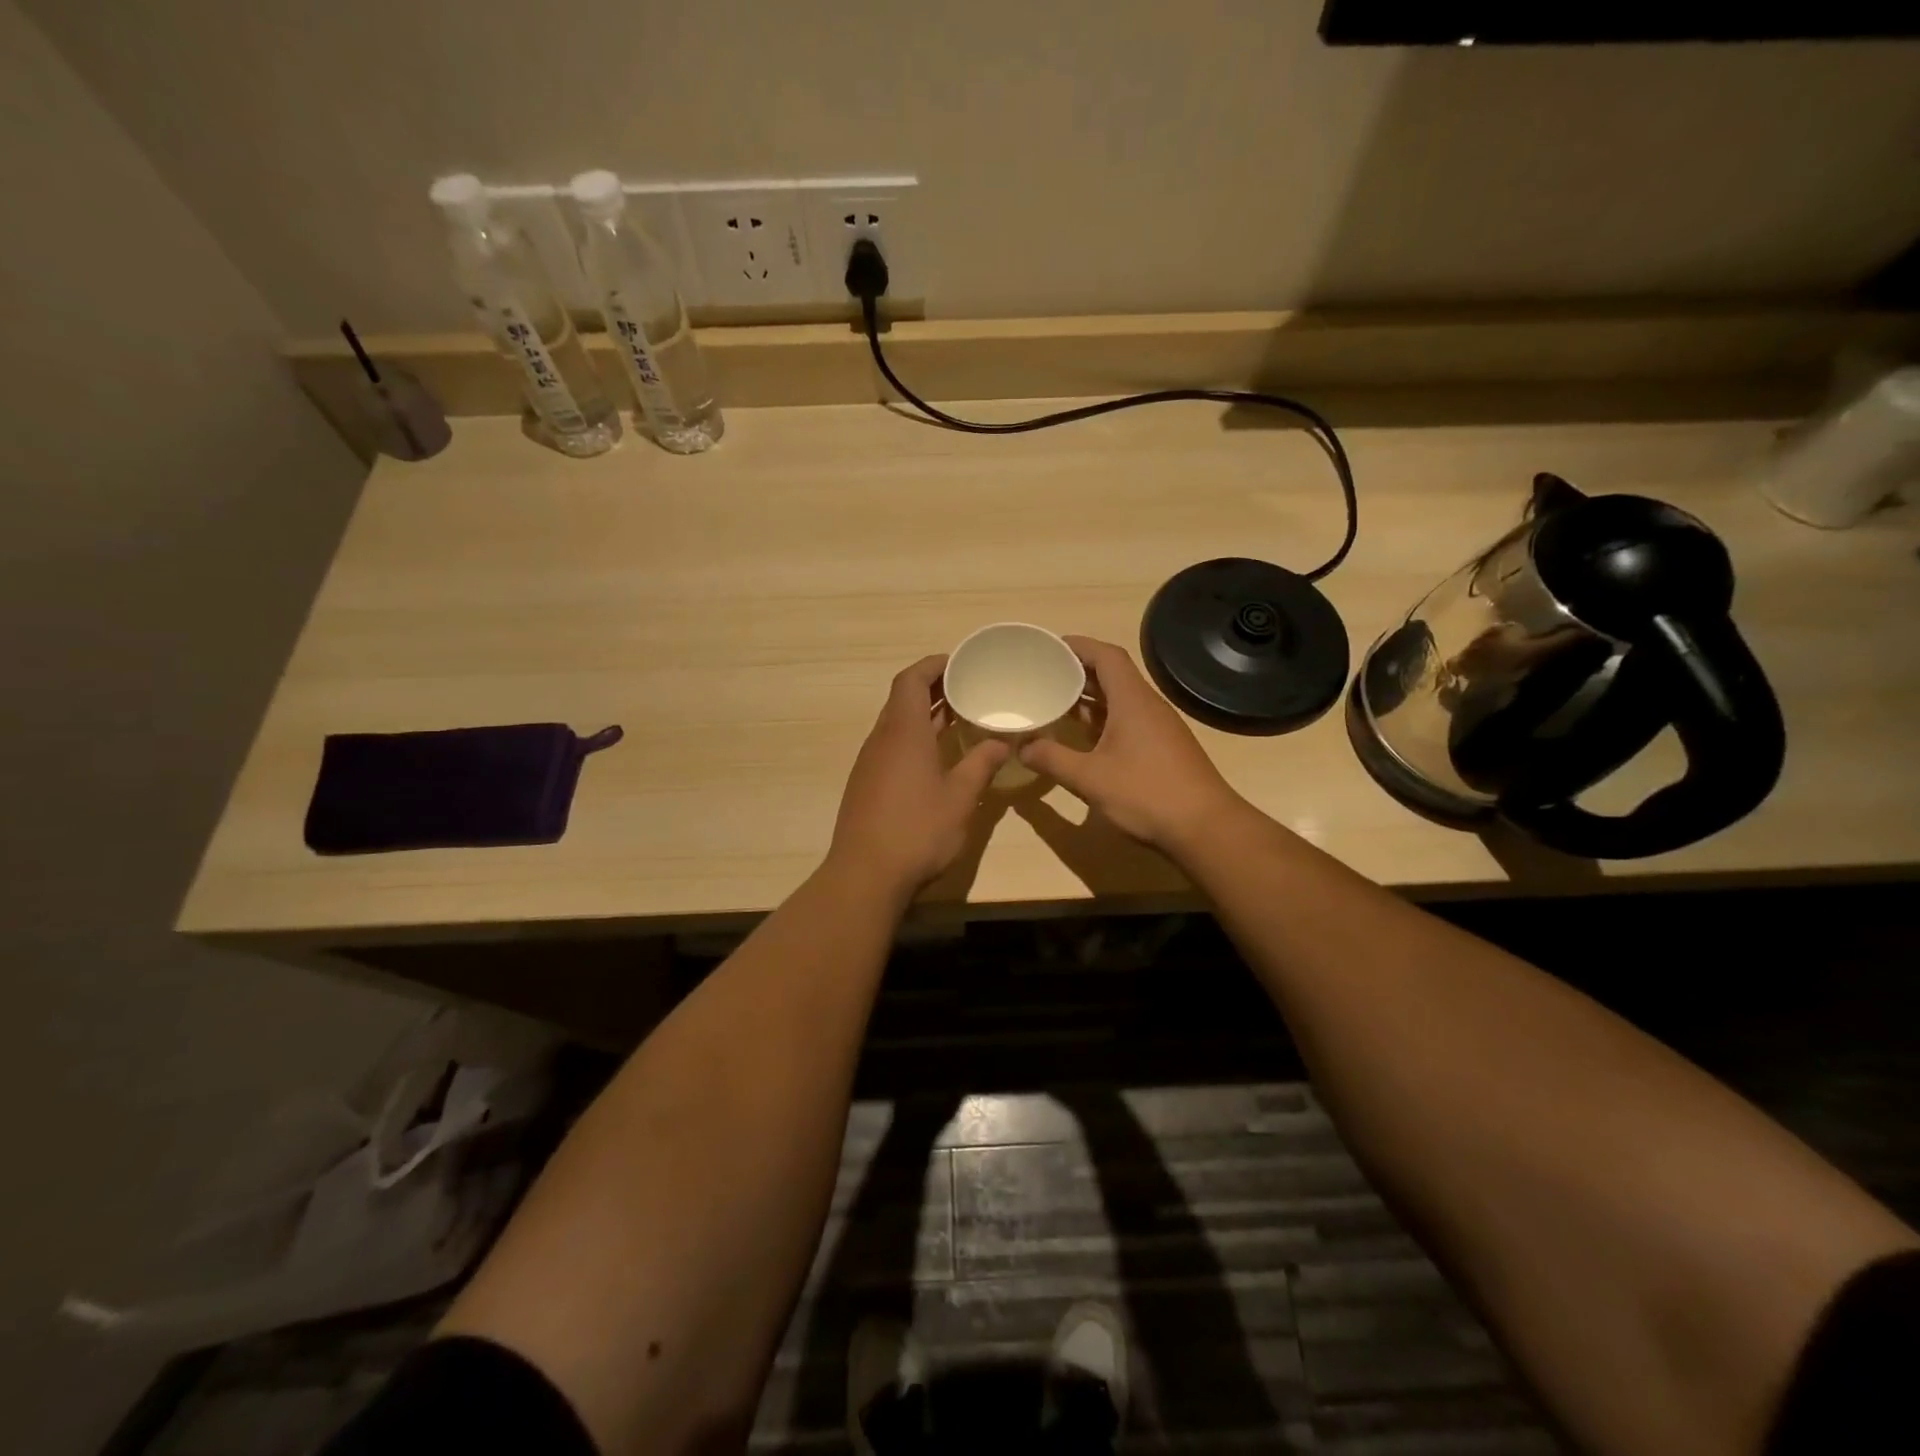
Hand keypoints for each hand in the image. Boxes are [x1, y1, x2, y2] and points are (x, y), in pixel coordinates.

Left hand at [826, 655, 1007, 899]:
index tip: (959, 662)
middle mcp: (881, 739)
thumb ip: (981, 764)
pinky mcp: (866, 785)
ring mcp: (870, 763)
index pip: (911, 680)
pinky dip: (915, 739)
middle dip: (933, 688)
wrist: (865, 875)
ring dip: (925, 715)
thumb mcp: (960, 797)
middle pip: (903, 699)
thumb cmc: (917, 830)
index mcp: (903, 732)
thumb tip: (1003, 742)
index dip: (933, 665)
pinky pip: (891, 747)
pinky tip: (937, 758)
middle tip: (968, 688)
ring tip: (959, 718)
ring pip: (896, 724)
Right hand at [1020, 636, 1242, 852]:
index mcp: (1133, 700)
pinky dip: (1102, 720)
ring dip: (1090, 698)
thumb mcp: (1090, 778)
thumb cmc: (1146, 794)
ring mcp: (1158, 728)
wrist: (1205, 828)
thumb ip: (1052, 759)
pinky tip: (1083, 737)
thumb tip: (1021, 748)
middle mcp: (1148, 706)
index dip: (1078, 646)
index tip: (1049, 648)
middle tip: (1044, 675)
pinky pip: (1127, 720)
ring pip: (1120, 700)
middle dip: (1078, 671)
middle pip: (1113, 675)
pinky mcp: (1162, 748)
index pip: (1107, 656)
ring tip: (1056, 702)